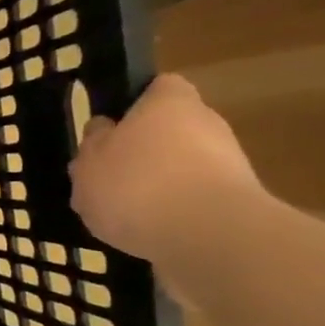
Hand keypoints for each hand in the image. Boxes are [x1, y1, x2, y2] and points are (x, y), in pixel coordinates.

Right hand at [68, 74, 264, 270]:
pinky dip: (171, 215)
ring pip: (180, 170)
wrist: (209, 238)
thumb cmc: (138, 185)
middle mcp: (206, 124)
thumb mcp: (90, 162)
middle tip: (107, 178)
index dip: (133, 105)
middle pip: (169, 132)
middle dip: (141, 153)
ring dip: (155, 188)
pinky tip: (146, 235)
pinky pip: (192, 203)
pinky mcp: (234, 205)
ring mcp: (227, 166)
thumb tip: (103, 131)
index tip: (110, 129)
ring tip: (121, 215)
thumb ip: (93, 144)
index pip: (158, 88)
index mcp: (169, 102)